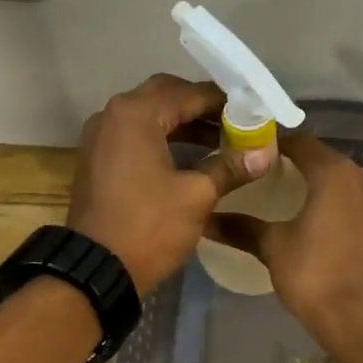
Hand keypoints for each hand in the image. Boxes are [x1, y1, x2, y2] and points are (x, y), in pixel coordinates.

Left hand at [66, 74, 265, 293]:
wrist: (96, 270)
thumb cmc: (149, 227)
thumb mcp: (197, 196)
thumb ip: (230, 167)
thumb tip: (265, 152)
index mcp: (136, 114)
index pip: (189, 93)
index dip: (224, 102)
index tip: (253, 113)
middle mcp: (113, 115)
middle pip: (165, 96)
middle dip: (201, 107)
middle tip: (235, 122)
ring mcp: (100, 137)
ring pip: (149, 117)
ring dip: (183, 124)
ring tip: (220, 142)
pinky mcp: (97, 160)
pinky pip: (135, 137)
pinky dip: (162, 140)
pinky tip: (189, 159)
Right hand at [206, 134, 362, 357]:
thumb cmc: (316, 277)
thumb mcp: (273, 248)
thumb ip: (241, 227)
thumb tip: (204, 220)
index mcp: (335, 173)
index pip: (299, 141)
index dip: (272, 143)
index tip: (246, 152)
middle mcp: (362, 178)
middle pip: (322, 158)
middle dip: (292, 163)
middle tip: (259, 174)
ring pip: (339, 181)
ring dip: (313, 184)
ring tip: (280, 198)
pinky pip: (351, 203)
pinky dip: (331, 203)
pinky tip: (310, 222)